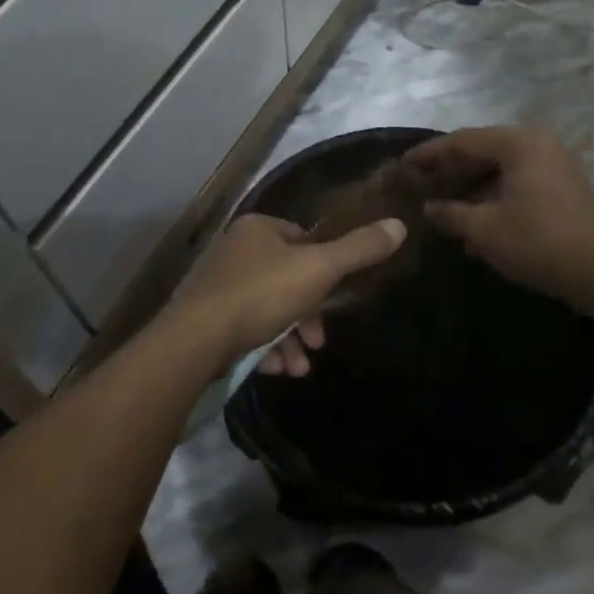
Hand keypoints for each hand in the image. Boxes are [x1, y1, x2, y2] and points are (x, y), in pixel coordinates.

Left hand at [168, 214, 406, 373]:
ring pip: (267, 309)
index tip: (335, 298)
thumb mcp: (319, 270)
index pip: (302, 239)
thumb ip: (359, 250)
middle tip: (319, 342)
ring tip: (299, 367)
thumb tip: (399, 224)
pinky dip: (264, 348)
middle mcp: (233, 250)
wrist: (195, 341)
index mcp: (257, 228)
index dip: (324, 268)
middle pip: (286, 279)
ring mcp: (215, 285)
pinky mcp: (204, 318)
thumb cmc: (261, 295)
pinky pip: (244, 329)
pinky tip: (275, 369)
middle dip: (308, 315)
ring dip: (289, 339)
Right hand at [406, 125, 593, 303]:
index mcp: (518, 142)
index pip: (462, 140)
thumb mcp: (484, 229)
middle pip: (482, 151)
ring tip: (442, 207)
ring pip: (499, 168)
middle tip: (420, 185)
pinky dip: (492, 196)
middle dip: (450, 171)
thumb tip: (429, 208)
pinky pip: (516, 182)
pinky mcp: (562, 187)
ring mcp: (553, 164)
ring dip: (470, 188)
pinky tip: (474, 222)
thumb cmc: (538, 241)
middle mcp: (537, 143)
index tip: (403, 164)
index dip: (430, 153)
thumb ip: (451, 213)